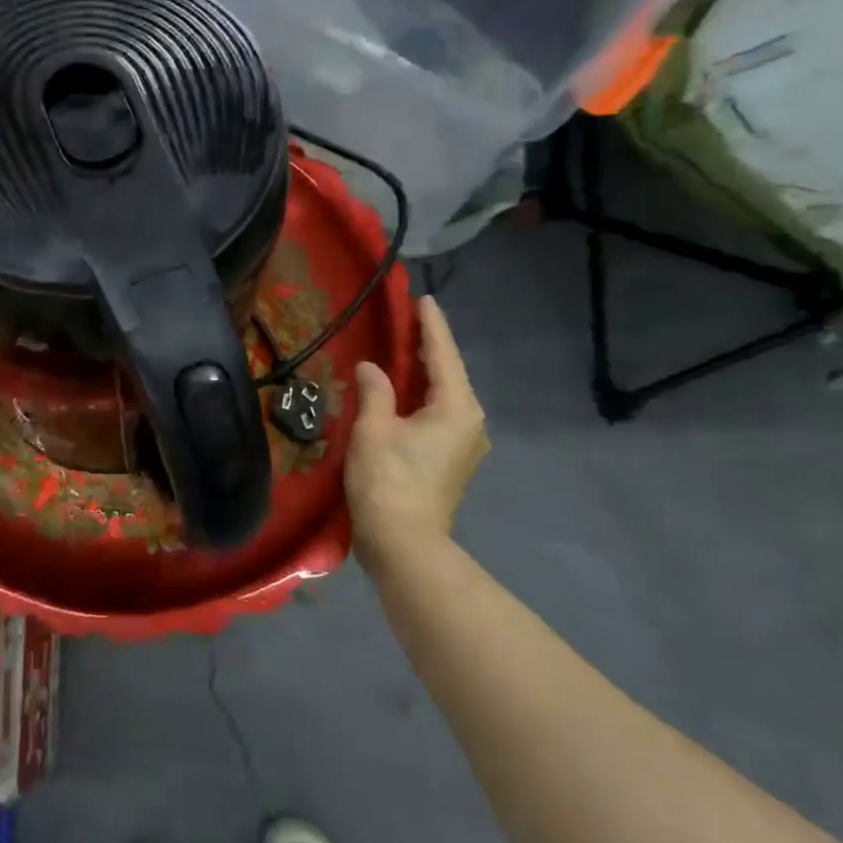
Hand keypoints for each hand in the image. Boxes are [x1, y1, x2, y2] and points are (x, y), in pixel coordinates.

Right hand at [345, 295, 488, 563]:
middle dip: (429, 347)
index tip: (424, 299)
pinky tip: (404, 392)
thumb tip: (372, 368)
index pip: (443, 355)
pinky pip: (440, 415)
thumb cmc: (388, 480)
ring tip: (403, 350)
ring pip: (445, 396)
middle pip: (449, 374)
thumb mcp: (374, 429)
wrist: (404, 543)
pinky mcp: (453, 461)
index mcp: (457, 407)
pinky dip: (423, 397)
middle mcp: (471, 421)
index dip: (431, 325)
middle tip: (408, 320)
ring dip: (425, 374)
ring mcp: (466, 444)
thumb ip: (375, 390)